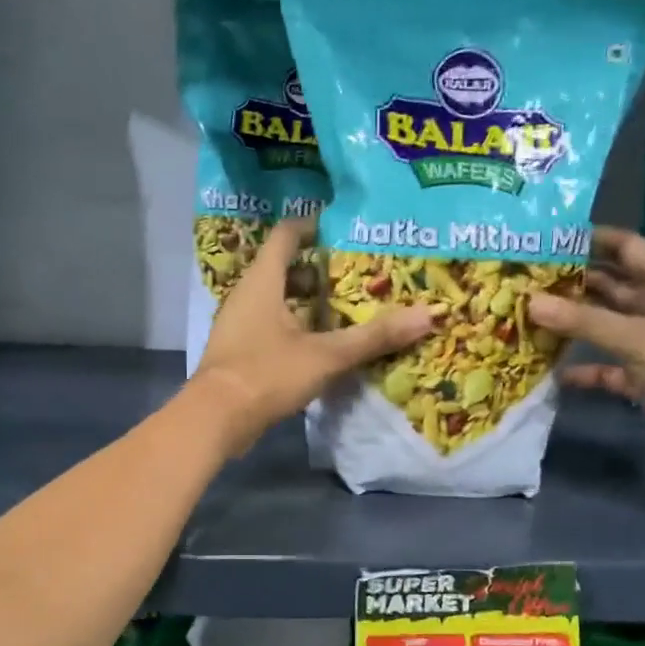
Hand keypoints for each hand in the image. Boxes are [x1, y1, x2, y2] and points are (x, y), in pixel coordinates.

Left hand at [192, 220, 434, 454]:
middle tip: (356, 273)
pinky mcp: (240, 351)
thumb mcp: (326, 354)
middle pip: (284, 268)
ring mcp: (239, 324)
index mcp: (263, 281)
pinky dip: (296, 326)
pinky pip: (271, 326)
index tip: (344, 228)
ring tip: (346, 308)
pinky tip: (322, 344)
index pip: (287, 235)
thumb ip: (374, 336)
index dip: (313, 226)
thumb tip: (428, 315)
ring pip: (277, 300)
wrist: (216, 419)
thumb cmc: (267, 374)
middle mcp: (247, 295)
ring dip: (307, 301)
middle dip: (318, 269)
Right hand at [527, 227, 644, 467]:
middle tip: (530, 277)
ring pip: (607, 326)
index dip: (595, 240)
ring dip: (576, 324)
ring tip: (531, 315)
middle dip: (576, 282)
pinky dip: (585, 369)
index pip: (630, 248)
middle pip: (613, 286)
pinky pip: (608, 367)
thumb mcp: (638, 337)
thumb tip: (530, 302)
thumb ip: (584, 320)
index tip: (552, 238)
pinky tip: (554, 370)